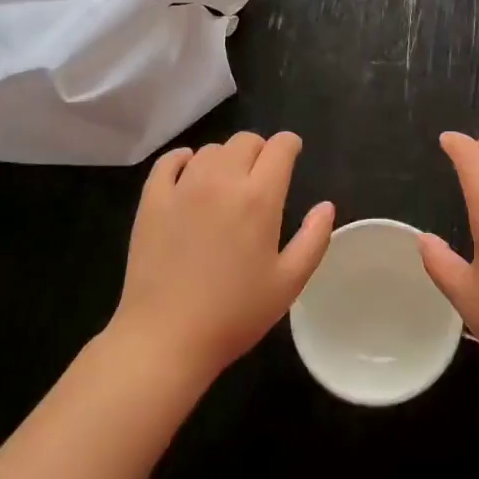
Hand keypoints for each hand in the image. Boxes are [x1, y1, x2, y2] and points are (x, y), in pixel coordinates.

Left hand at [111, 131, 333, 384]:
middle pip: (245, 140)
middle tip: (261, 176)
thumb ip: (314, 239)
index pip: (280, 147)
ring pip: (210, 150)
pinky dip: (184, 160)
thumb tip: (326, 207)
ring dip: (225, 158)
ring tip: (226, 183)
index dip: (291, 145)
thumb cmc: (234, 314)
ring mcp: (183, 187)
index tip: (292, 156)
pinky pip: (169, 161)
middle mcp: (222, 180)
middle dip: (260, 150)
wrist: (165, 338)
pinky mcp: (152, 200)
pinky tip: (188, 173)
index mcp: (260, 197)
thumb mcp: (289, 283)